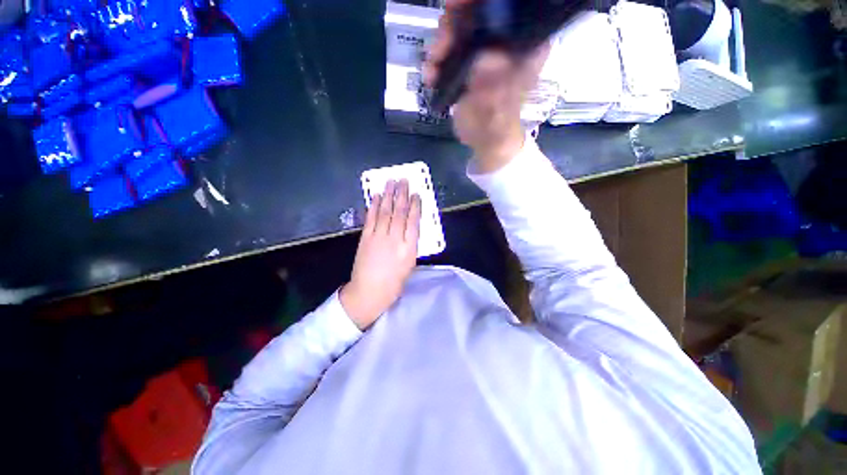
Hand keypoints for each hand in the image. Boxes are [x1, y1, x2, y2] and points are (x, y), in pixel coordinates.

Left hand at [340, 179, 421, 329]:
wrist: (369, 291)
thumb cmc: (393, 283)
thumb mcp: (409, 265)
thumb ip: (410, 245)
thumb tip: (409, 228)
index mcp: (409, 249)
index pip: (414, 221)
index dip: (415, 206)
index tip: (416, 194)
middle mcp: (395, 239)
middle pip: (400, 212)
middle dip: (402, 194)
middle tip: (404, 180)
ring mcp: (379, 237)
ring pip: (385, 212)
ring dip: (388, 195)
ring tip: (391, 182)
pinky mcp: (366, 238)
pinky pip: (371, 218)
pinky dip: (374, 206)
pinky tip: (376, 196)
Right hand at [422, 0, 549, 172]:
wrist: (485, 141)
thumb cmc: (496, 128)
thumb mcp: (496, 111)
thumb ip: (493, 89)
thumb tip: (485, 59)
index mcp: (526, 46)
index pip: (511, 8)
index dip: (483, 2)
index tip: (458, 5)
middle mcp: (508, 41)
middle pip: (481, 11)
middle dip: (455, 21)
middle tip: (441, 45)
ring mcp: (487, 49)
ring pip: (461, 26)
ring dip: (441, 42)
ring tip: (433, 66)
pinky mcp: (470, 60)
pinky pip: (451, 46)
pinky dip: (437, 57)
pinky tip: (431, 74)